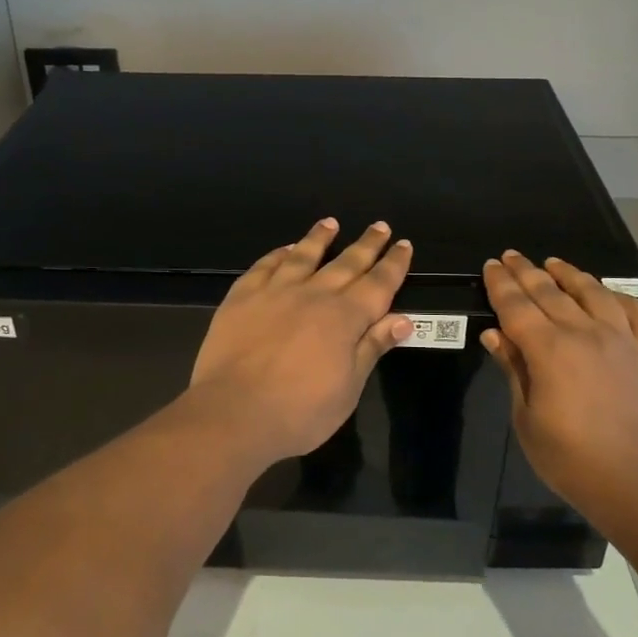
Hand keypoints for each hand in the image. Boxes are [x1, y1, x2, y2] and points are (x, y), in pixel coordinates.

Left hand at [191, 218, 414, 464]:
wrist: (233, 413)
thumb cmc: (299, 411)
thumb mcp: (348, 388)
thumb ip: (372, 347)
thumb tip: (402, 319)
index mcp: (344, 318)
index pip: (378, 284)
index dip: (393, 264)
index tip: (404, 244)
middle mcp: (313, 295)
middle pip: (346, 263)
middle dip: (366, 245)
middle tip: (380, 226)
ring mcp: (275, 292)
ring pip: (303, 255)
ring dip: (319, 238)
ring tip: (330, 223)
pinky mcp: (242, 297)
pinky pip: (265, 266)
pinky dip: (279, 254)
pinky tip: (285, 249)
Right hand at [481, 251, 637, 532]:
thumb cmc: (570, 459)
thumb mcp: (527, 419)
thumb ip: (514, 370)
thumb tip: (494, 335)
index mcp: (550, 350)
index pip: (517, 306)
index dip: (501, 284)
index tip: (491, 265)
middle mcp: (586, 333)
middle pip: (550, 293)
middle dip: (527, 272)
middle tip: (512, 256)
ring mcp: (622, 341)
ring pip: (594, 293)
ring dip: (570, 275)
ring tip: (554, 263)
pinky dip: (622, 298)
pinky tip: (609, 294)